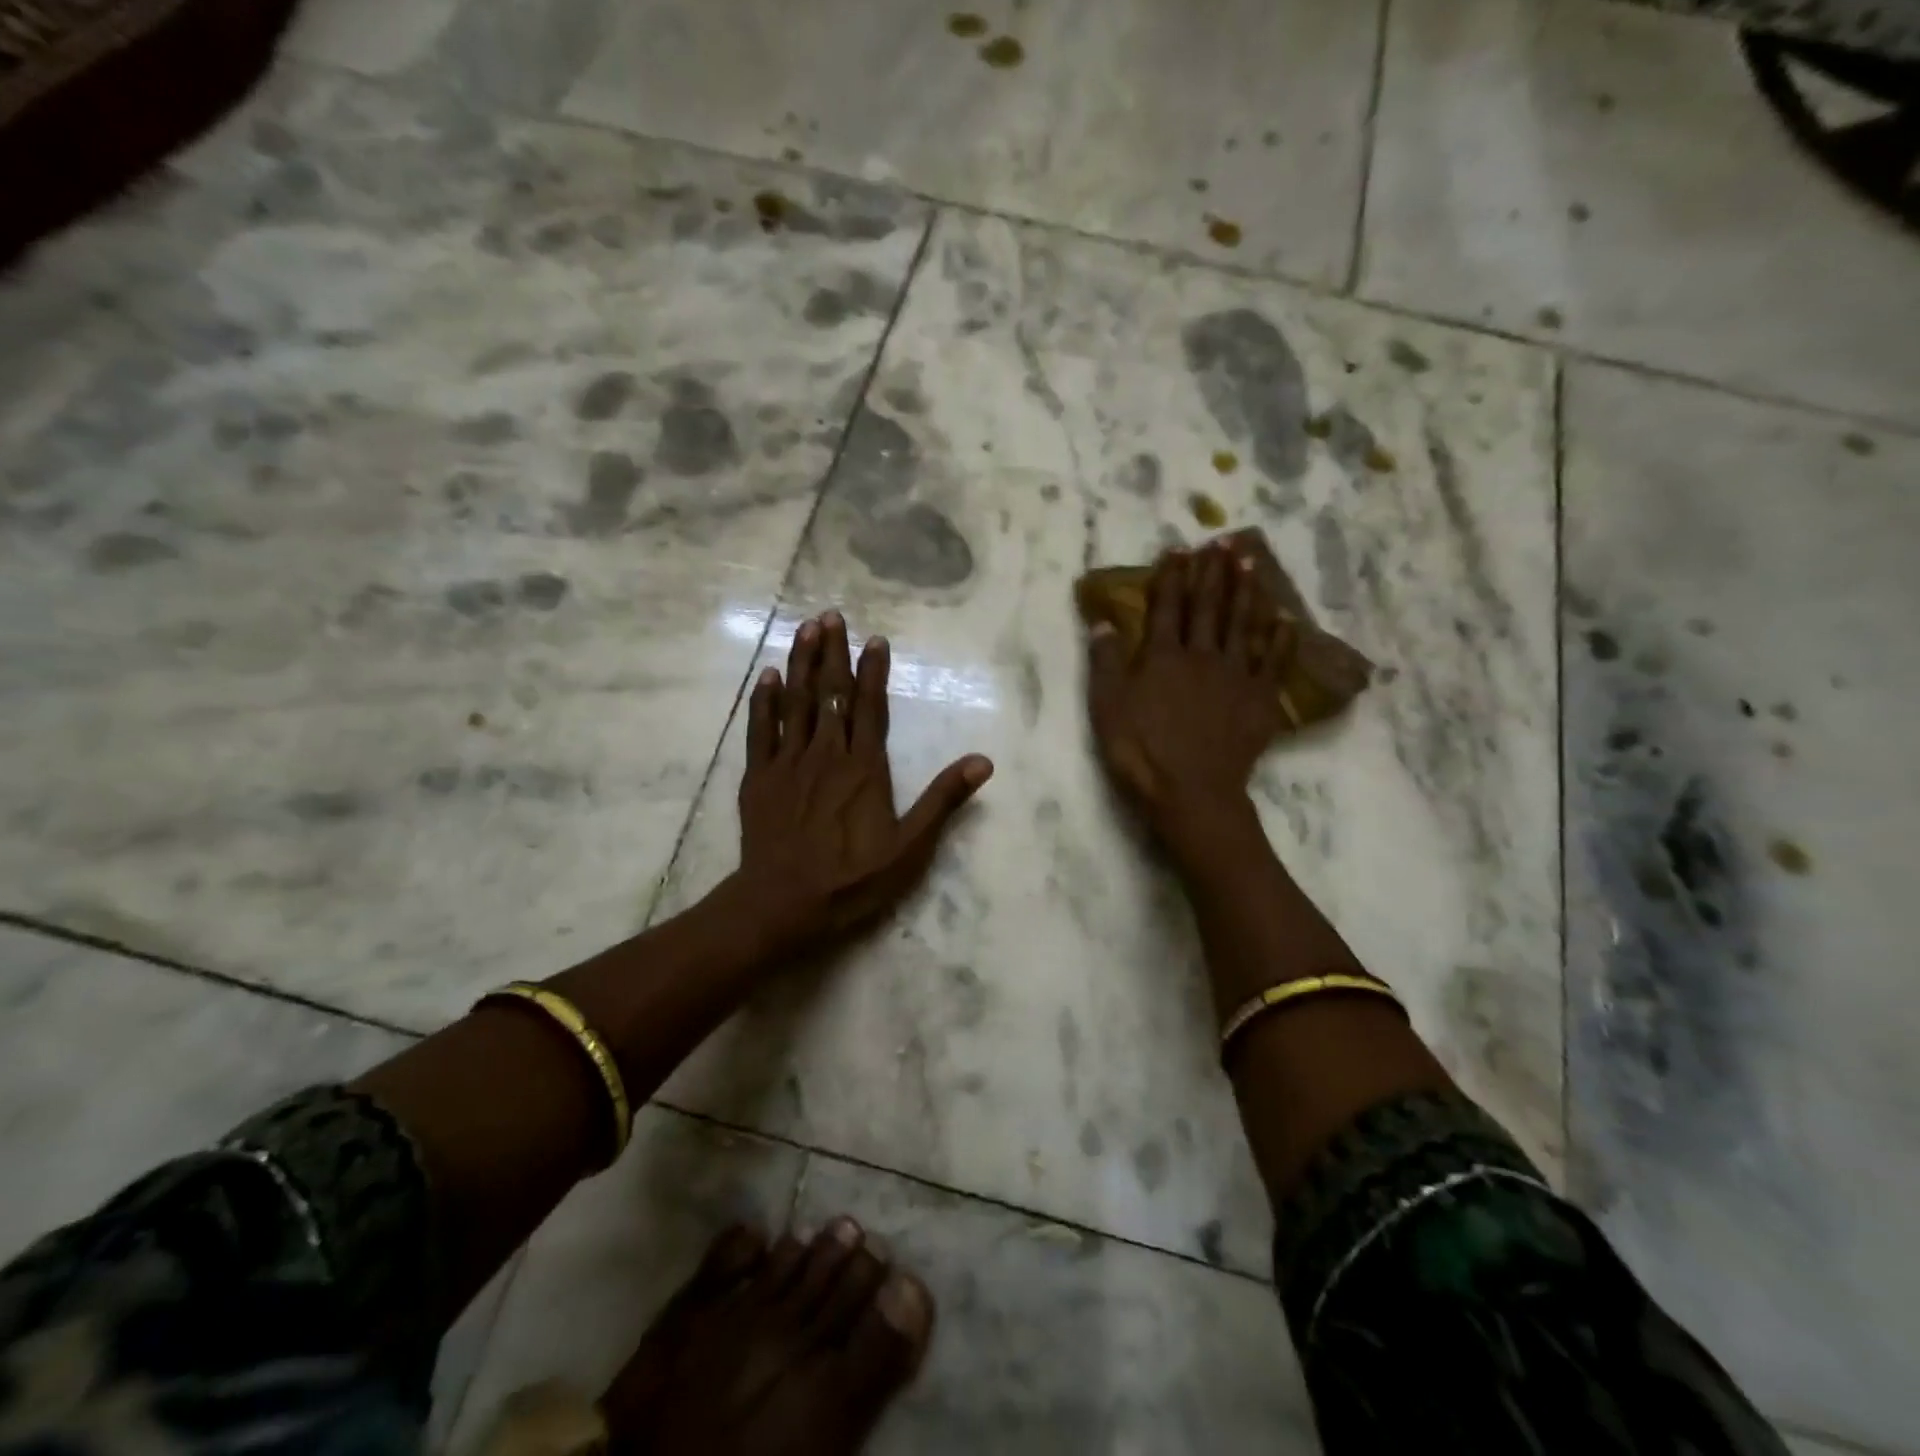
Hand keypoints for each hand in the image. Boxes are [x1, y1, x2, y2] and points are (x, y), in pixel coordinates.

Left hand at [733, 610, 993, 955]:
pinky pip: (761, 730)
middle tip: (831, 616)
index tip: (874, 639)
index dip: (872, 671)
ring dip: (801, 664)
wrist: (784, 902)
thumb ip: (943, 800)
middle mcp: (827, 754)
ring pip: (796, 702)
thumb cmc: (853, 878)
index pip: (870, 707)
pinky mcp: (760, 777)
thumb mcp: (910, 847)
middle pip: (830, 693)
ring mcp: (789, 763)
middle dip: (832, 652)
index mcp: (864, 767)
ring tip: (805, 628)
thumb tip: (982, 761)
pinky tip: (768, 676)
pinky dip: (764, 701)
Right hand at [1086, 544, 1289, 843]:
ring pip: (1243, 624)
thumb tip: (1102, 623)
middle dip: (1214, 572)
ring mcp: (1236, 675)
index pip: (1167, 606)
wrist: (1192, 791)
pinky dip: (1280, 639)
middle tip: (1224, 541)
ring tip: (1251, 563)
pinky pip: (1273, 661)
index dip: (1172, 576)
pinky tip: (1284, 620)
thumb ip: (1105, 663)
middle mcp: (1202, 655)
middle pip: (1209, 606)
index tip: (1180, 549)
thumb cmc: (1141, 751)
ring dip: (1247, 591)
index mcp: (1163, 656)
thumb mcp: (1107, 708)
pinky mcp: (1260, 699)